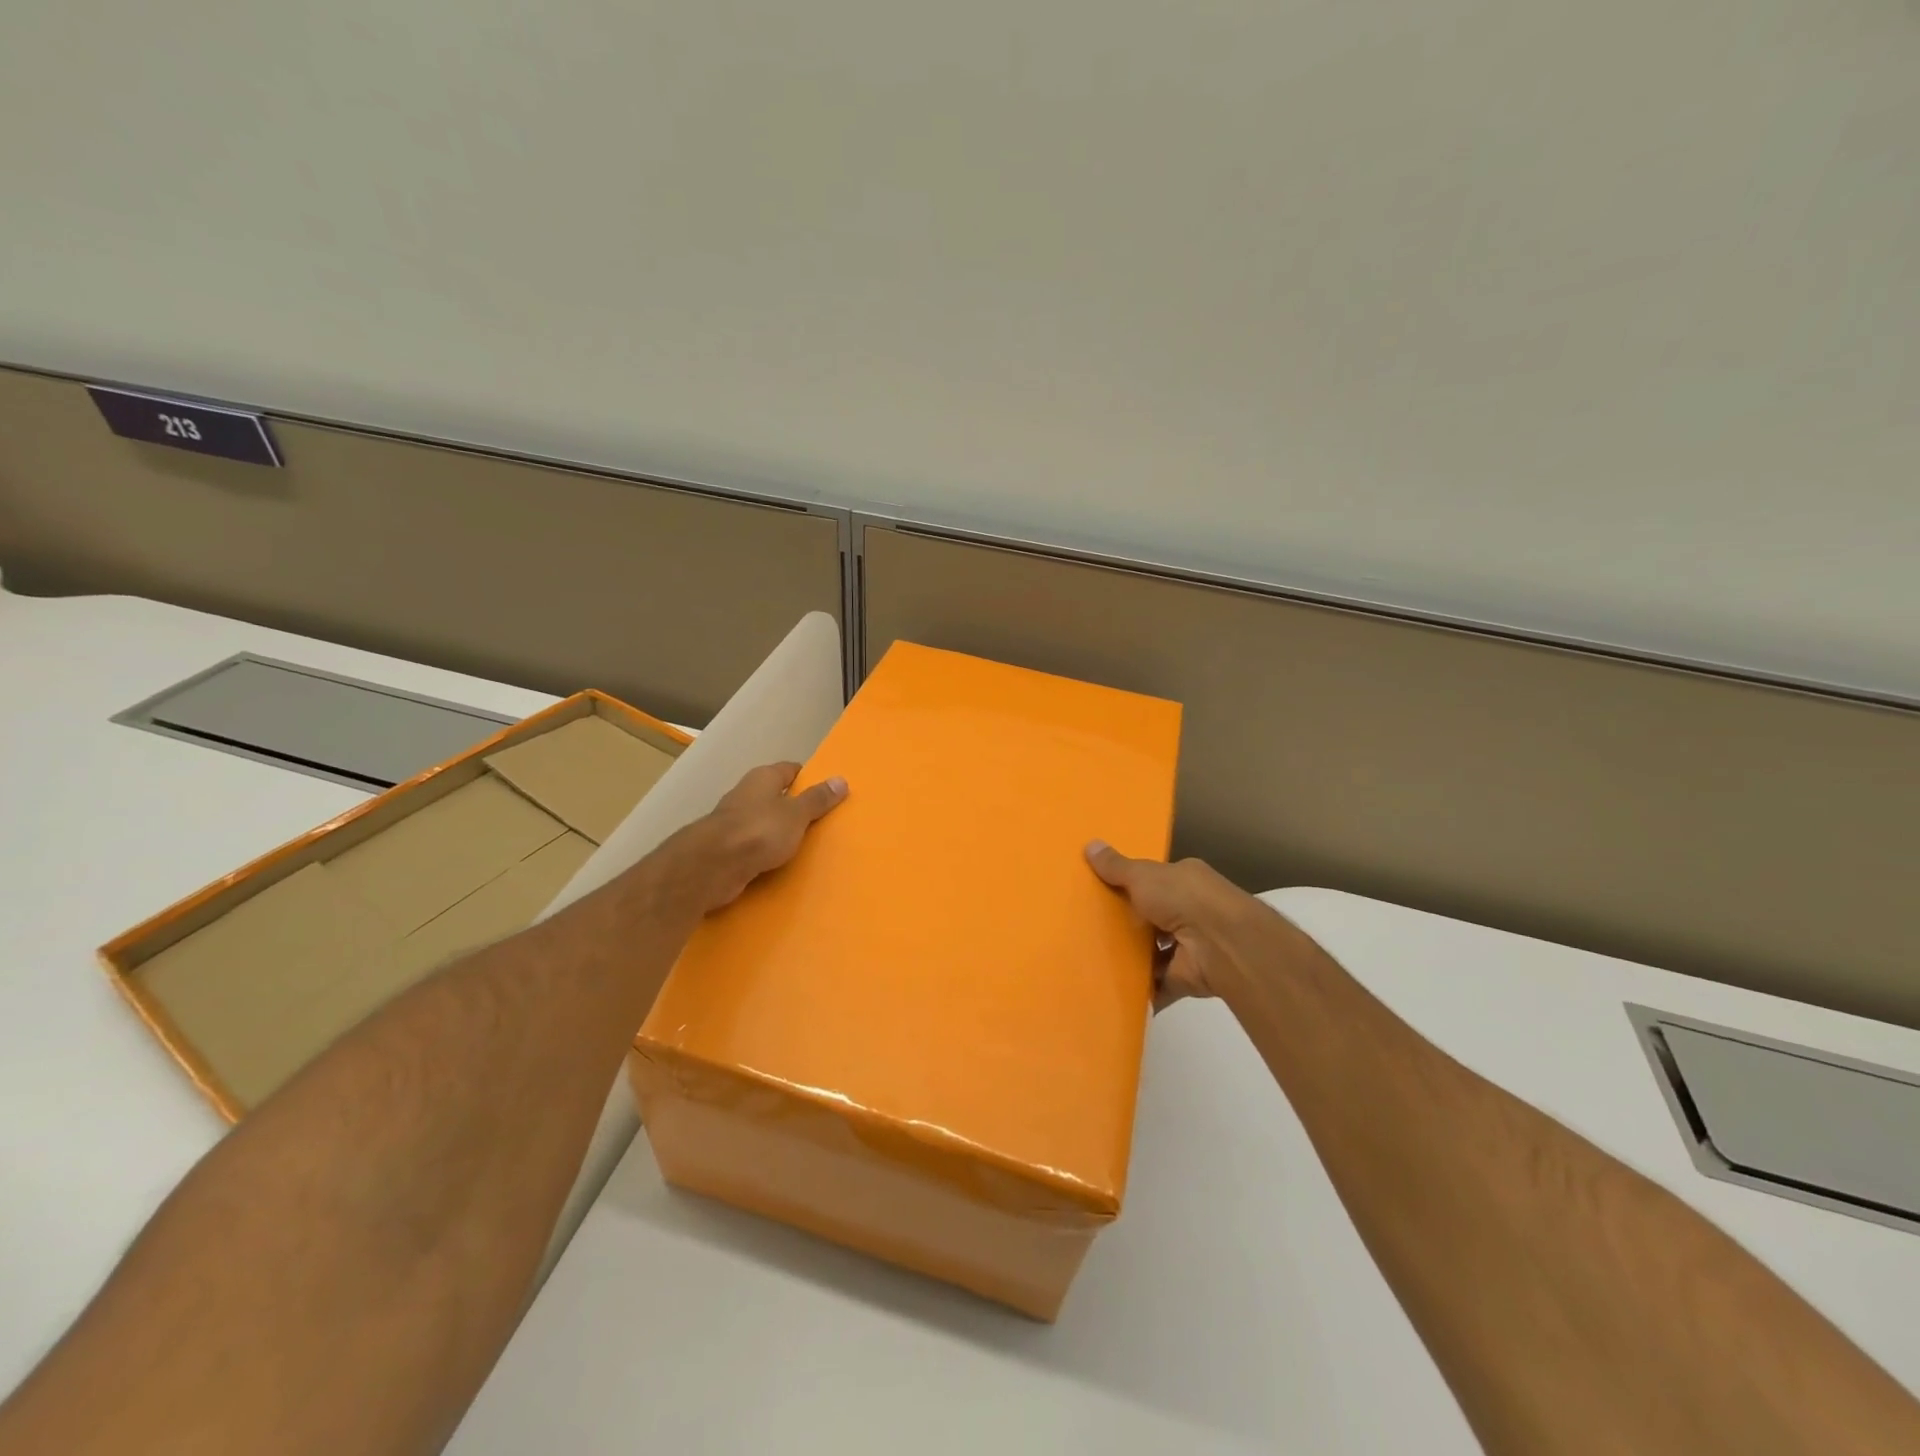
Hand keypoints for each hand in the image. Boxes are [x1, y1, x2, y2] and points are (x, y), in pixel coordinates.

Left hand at [677, 763, 847, 913]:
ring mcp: (733, 823)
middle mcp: (746, 795)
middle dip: (795, 807)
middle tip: (823, 820)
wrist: (713, 866)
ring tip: (806, 845)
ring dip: (780, 832)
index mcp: (762, 778)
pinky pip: (754, 846)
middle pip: (776, 796)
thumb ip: (817, 799)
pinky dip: (766, 853)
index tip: (827, 790)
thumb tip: (841, 779)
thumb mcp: (797, 814)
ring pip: (764, 823)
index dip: (808, 778)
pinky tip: (781, 863)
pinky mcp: (727, 849)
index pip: (790, 770)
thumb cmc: (759, 830)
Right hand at [1084, 841, 1259, 1008]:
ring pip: (1155, 952)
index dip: (1132, 885)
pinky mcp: (1186, 977)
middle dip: (1128, 923)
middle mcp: (1191, 911)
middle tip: (1091, 927)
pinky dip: (1141, 989)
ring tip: (1095, 959)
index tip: (1103, 891)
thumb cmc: (1183, 898)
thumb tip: (1089, 844)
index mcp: (1185, 880)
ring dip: (1133, 958)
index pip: (1156, 880)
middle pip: (1153, 917)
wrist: (1221, 944)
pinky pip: (1158, 984)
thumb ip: (1116, 867)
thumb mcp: (1143, 875)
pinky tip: (1113, 988)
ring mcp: (1191, 946)